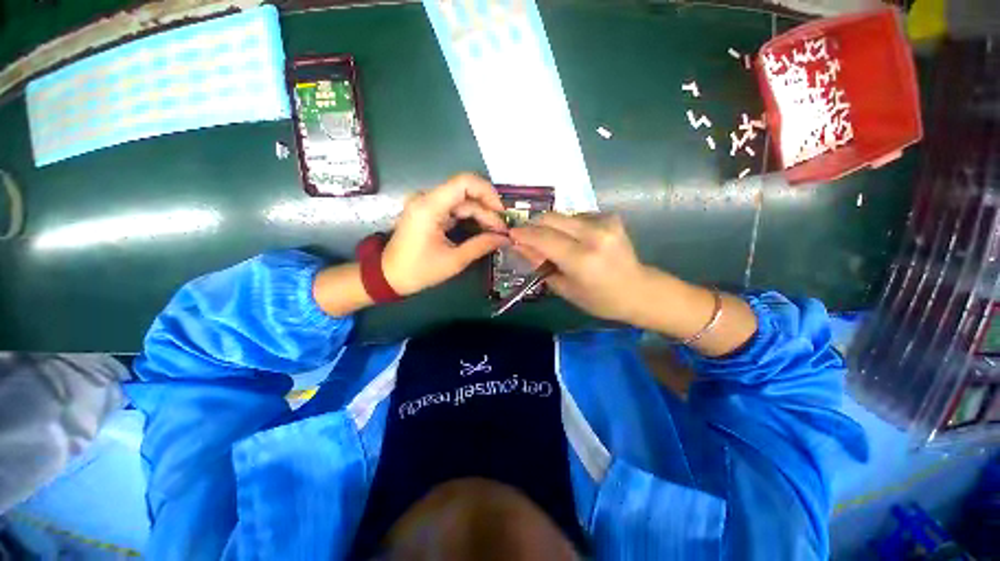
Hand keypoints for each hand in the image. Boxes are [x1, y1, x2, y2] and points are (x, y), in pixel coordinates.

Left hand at [382, 173, 509, 295]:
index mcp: (429, 206)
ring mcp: (426, 204)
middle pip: (466, 194)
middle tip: (502, 231)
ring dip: (480, 214)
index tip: (502, 212)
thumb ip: (481, 246)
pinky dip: (469, 218)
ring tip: (495, 232)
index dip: (488, 193)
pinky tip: (482, 229)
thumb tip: (505, 239)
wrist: (388, 276)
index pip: (464, 182)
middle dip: (487, 210)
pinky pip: (454, 208)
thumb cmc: (418, 271)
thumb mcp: (454, 261)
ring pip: (462, 201)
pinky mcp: (428, 211)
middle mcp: (427, 198)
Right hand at [508, 213, 648, 321]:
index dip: (523, 233)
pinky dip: (568, 226)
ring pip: (563, 215)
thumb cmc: (599, 299)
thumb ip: (540, 264)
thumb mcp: (565, 288)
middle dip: (534, 225)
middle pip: (551, 218)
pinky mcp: (611, 217)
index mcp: (582, 259)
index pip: (543, 238)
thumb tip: (519, 245)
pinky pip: (577, 216)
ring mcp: (605, 223)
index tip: (511, 233)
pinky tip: (574, 240)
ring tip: (554, 243)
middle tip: (527, 237)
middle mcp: (594, 235)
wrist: (638, 290)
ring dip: (551, 226)